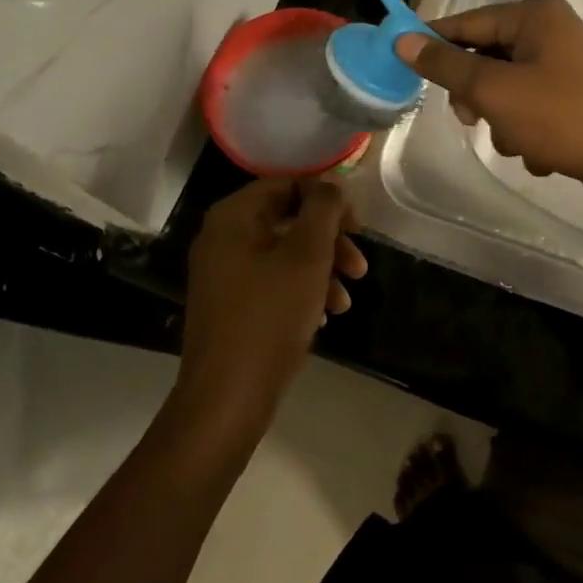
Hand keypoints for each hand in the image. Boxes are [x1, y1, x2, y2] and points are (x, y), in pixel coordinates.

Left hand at [177, 179, 366, 436]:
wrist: (227, 400)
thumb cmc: (269, 317)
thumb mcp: (307, 256)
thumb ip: (323, 209)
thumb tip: (331, 182)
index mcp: (233, 217)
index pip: (287, 184)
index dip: (327, 198)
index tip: (357, 225)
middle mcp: (223, 238)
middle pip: (288, 219)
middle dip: (330, 240)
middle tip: (359, 265)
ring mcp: (224, 274)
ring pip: (285, 254)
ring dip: (322, 269)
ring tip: (347, 299)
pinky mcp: (231, 306)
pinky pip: (273, 282)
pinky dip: (303, 290)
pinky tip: (326, 315)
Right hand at [396, 0, 582, 199]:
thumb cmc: (564, 119)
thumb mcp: (495, 91)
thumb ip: (446, 65)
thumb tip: (403, 40)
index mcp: (536, 17)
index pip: (468, 23)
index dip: (434, 44)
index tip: (403, 67)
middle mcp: (552, 33)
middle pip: (486, 58)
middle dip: (478, 96)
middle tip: (475, 120)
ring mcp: (567, 68)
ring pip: (506, 91)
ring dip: (504, 123)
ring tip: (522, 145)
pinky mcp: (576, 100)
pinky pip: (532, 111)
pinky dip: (529, 134)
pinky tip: (544, 155)